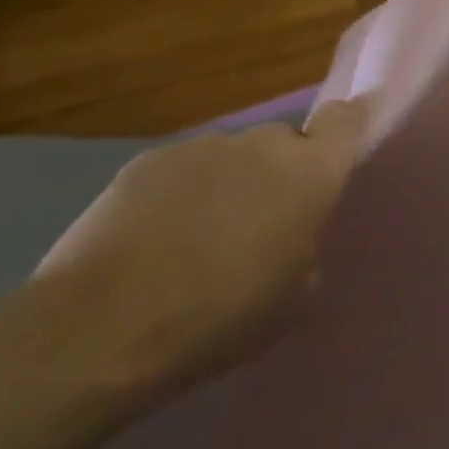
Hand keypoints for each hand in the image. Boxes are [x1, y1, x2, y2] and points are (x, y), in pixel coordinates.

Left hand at [31, 99, 373, 391]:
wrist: (101, 328)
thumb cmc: (223, 316)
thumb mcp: (296, 297)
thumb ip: (306, 247)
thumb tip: (290, 237)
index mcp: (312, 172)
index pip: (345, 120)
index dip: (347, 127)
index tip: (341, 147)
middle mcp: (264, 144)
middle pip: (283, 143)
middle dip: (278, 173)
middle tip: (258, 224)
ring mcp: (203, 147)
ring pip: (231, 158)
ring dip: (227, 185)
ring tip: (195, 240)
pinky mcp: (145, 161)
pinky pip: (180, 171)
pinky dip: (177, 195)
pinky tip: (151, 242)